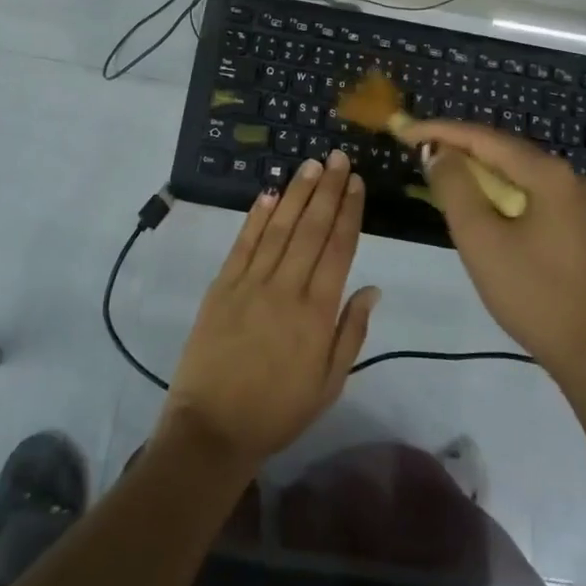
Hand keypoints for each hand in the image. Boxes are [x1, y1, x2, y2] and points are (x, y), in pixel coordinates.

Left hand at [161, 151, 380, 471]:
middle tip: (339, 158)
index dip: (349, 213)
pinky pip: (243, 243)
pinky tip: (269, 193)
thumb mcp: (329, 383)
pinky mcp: (221, 285)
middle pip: (311, 229)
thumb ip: (351, 332)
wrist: (212, 427)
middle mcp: (285, 288)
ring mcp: (249, 283)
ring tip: (311, 165)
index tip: (357, 183)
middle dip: (328, 190)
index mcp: (316, 313)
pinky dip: (256, 216)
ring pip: (278, 228)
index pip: (338, 249)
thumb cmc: (279, 411)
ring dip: (297, 194)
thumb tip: (372, 288)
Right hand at [405, 120, 585, 377]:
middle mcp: (570, 178)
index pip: (483, 138)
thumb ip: (454, 188)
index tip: (403, 132)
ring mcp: (581, 204)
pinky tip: (481, 207)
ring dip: (478, 173)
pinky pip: (532, 195)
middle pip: (503, 151)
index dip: (439, 131)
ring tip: (441, 177)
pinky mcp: (582, 228)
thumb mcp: (480, 238)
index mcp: (548, 174)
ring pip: (518, 174)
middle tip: (418, 153)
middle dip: (458, 149)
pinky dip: (500, 193)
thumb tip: (439, 153)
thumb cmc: (533, 293)